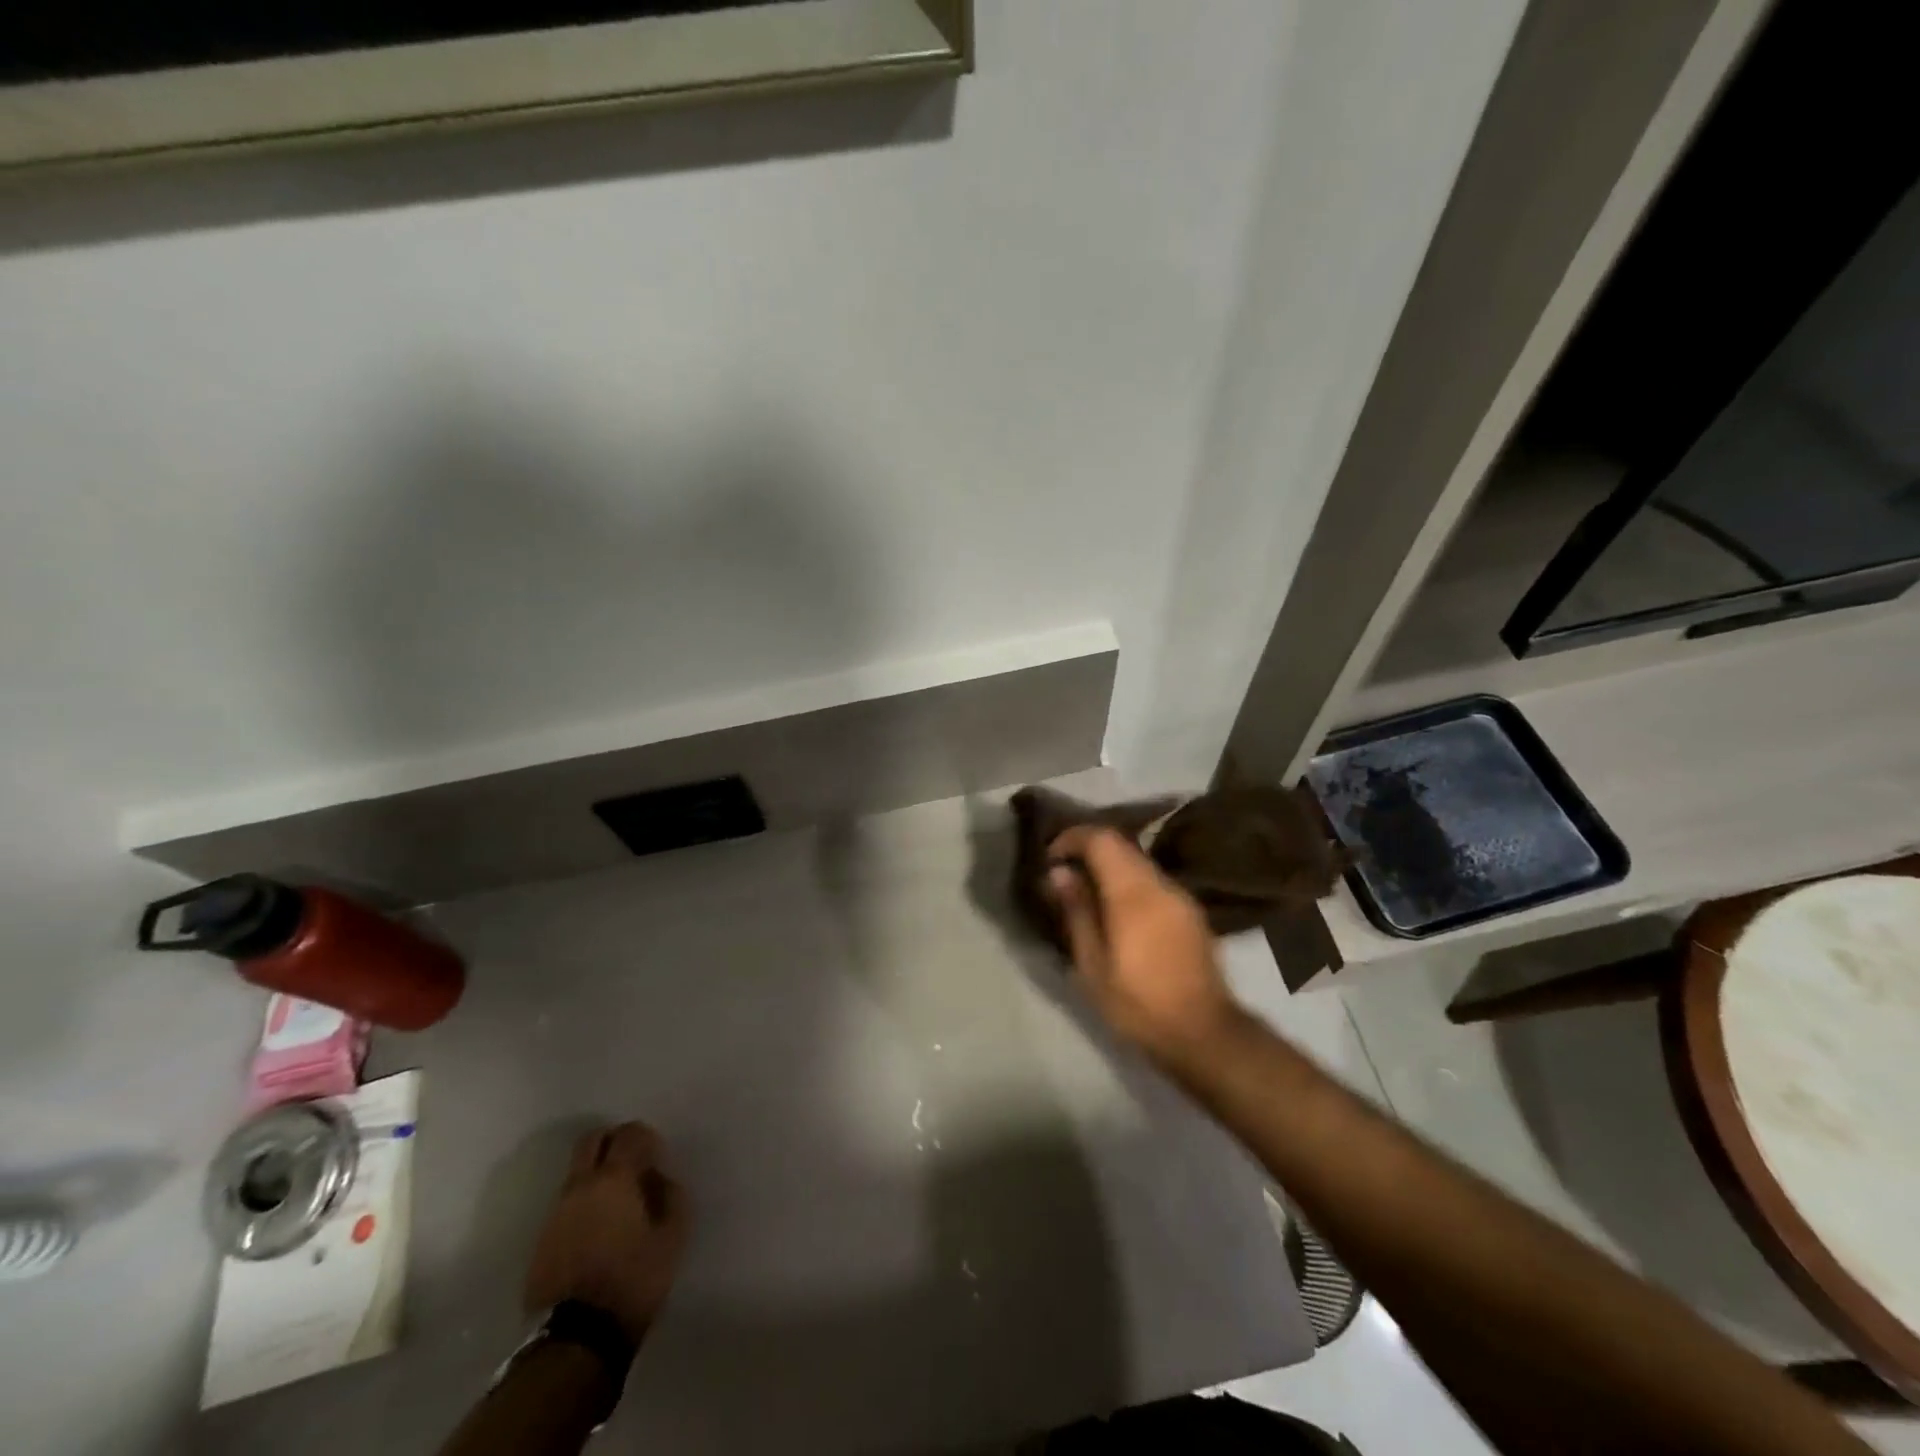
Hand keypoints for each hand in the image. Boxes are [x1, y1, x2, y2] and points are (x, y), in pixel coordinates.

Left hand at [524, 1122, 688, 1343]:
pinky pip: (566, 1205)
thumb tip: (660, 1179)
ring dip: (597, 1174)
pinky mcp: (541, 1242)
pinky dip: (584, 1203)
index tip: (657, 1156)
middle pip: (592, 1141)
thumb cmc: (632, 1280)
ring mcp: (556, 1214)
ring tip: (618, 1202)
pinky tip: (599, 1229)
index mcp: (614, 1179)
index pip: (628, 1134)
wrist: (575, 1339)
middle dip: (614, 1142)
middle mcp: (580, 1186)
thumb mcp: (672, 1236)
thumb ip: (671, 1196)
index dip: (646, 1137)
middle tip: (634, 1162)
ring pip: (576, 1173)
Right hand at [1046, 826, 1243, 1069]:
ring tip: (1086, 895)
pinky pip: (1153, 883)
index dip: (1072, 838)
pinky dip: (1129, 884)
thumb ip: (1077, 911)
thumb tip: (1058, 873)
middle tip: (1063, 874)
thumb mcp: (1093, 964)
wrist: (1204, 1034)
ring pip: (1138, 864)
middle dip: (1089, 851)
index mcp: (1133, 892)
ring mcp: (1181, 897)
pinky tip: (1117, 913)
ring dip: (1109, 868)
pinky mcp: (1191, 913)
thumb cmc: (1138, 1003)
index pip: (1101, 839)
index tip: (1050, 858)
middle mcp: (1160, 884)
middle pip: (1121, 846)